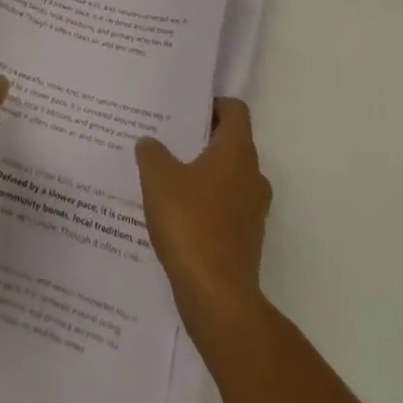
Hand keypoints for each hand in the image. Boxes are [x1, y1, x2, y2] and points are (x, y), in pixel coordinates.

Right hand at [135, 98, 271, 324]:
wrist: (217, 298)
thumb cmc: (190, 224)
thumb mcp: (158, 178)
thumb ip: (152, 152)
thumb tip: (150, 143)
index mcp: (237, 151)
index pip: (234, 110)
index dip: (211, 104)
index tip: (184, 111)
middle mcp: (252, 175)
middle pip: (231, 143)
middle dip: (202, 139)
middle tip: (168, 139)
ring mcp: (253, 211)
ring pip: (228, 177)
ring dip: (203, 174)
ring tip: (167, 177)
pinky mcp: (246, 241)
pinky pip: (226, 208)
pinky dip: (206, 205)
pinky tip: (176, 214)